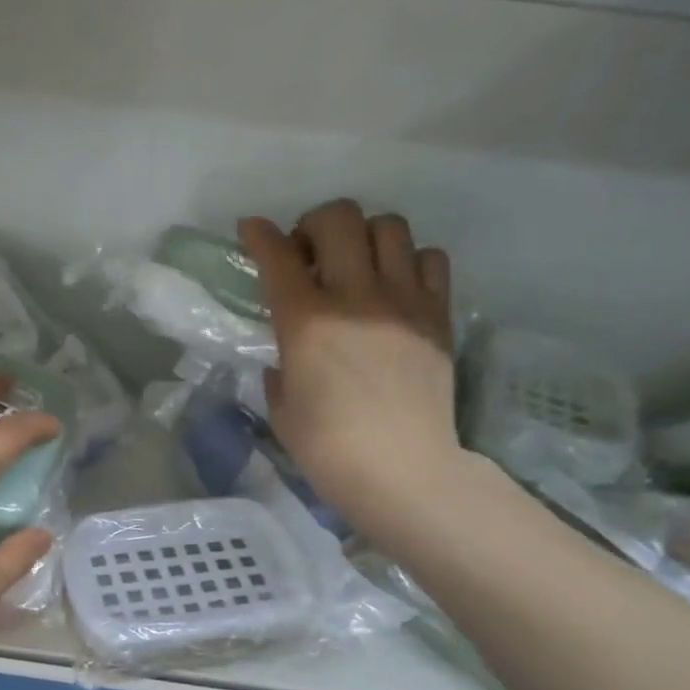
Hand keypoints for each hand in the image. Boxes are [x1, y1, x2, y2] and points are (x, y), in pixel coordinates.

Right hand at [241, 200, 462, 534]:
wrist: (400, 470)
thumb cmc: (326, 448)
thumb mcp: (281, 408)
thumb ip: (281, 367)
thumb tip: (291, 354)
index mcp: (306, 322)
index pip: (277, 256)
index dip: (259, 234)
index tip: (251, 228)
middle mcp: (355, 296)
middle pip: (339, 218)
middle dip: (314, 224)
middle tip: (309, 253)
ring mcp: (403, 301)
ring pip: (389, 227)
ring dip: (364, 236)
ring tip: (356, 264)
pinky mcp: (438, 314)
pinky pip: (430, 258)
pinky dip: (409, 260)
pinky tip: (396, 286)